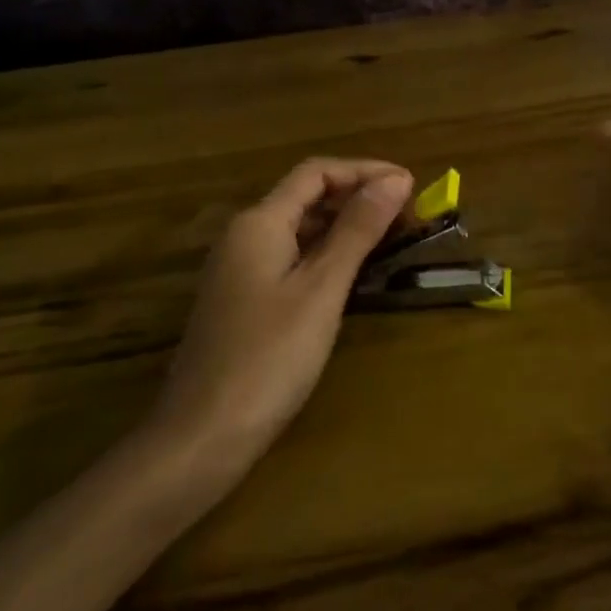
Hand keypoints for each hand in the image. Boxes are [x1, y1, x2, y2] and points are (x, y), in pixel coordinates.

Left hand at [148, 157, 411, 481]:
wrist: (201, 439)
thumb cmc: (268, 358)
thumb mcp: (321, 289)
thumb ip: (357, 230)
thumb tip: (396, 179)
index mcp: (260, 223)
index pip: (316, 172)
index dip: (364, 171)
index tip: (409, 184)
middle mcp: (244, 236)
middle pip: (306, 197)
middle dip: (357, 196)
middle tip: (407, 214)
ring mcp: (240, 270)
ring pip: (299, 229)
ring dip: (344, 226)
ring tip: (390, 238)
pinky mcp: (243, 300)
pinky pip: (291, 257)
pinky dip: (326, 254)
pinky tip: (352, 274)